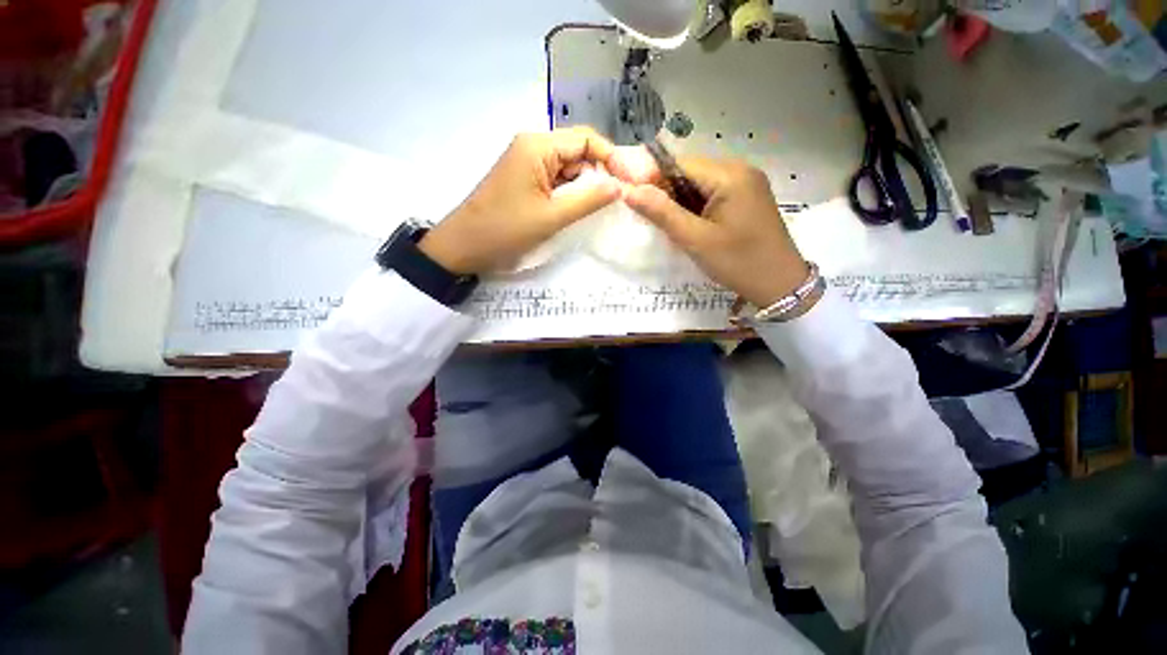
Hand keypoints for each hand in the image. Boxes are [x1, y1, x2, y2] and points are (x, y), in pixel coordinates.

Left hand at [419, 127, 623, 274]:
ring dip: (585, 186)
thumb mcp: (551, 217)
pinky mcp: (525, 180)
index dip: (611, 158)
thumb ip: (588, 200)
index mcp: (538, 146)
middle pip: (578, 152)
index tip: (629, 183)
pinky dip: (570, 193)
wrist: (464, 246)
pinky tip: (578, 209)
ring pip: (568, 168)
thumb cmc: (505, 230)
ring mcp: (527, 164)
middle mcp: (533, 147)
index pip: (586, 139)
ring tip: (600, 209)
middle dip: (599, 174)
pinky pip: (555, 180)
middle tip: (618, 201)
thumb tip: (620, 187)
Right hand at [623, 156, 812, 309]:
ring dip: (680, 203)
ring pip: (699, 184)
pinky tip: (691, 227)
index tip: (632, 200)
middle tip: (653, 221)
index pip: (679, 164)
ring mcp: (746, 183)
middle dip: (667, 193)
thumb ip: (662, 213)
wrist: (780, 285)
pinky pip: (712, 194)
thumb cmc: (738, 262)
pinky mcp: (747, 198)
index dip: (652, 179)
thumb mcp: (695, 240)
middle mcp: (739, 170)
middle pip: (690, 172)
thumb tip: (629, 191)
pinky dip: (696, 208)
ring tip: (671, 228)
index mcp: (729, 175)